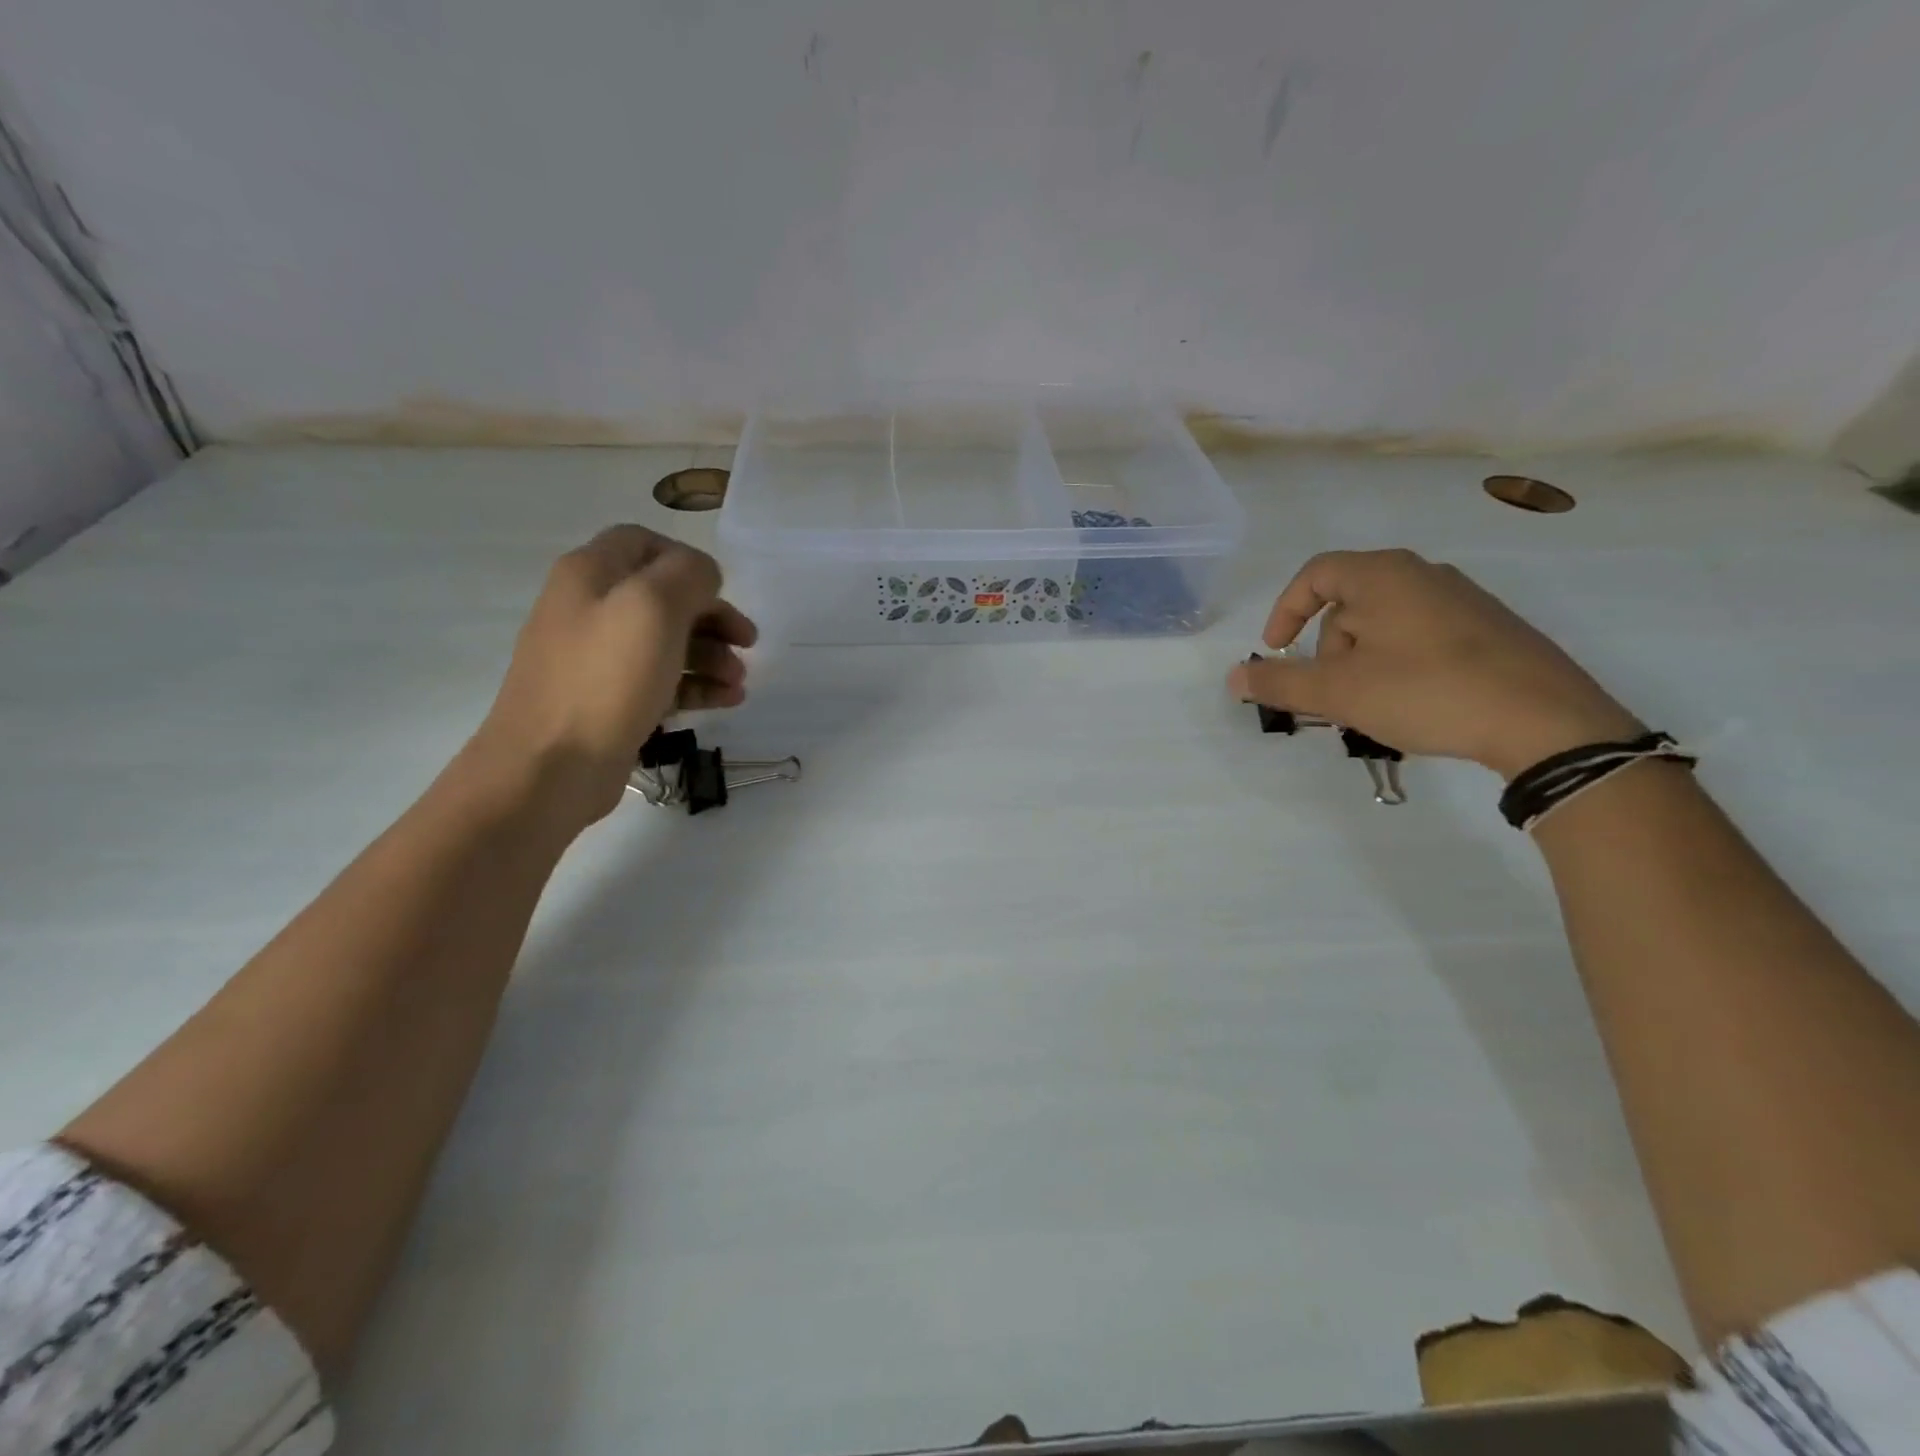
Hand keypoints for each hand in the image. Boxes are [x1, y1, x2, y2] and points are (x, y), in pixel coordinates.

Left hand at [470, 526, 756, 830]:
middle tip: (748, 642)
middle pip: (662, 597)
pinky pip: (661, 681)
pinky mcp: (609, 701)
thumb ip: (688, 575)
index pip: (643, 543)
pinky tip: (726, 701)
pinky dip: (696, 686)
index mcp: (591, 575)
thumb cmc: (605, 679)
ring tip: (739, 682)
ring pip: (666, 643)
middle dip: (711, 616)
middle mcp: (589, 609)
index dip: (688, 561)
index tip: (723, 592)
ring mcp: (597, 659)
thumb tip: (704, 576)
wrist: (550, 767)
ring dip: (711, 656)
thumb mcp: (653, 608)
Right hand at [1226, 549, 1641, 778]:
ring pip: (1385, 622)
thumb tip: (1235, 677)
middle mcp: (1424, 574)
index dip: (1285, 612)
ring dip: (1362, 660)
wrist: (1545, 720)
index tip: (1278, 652)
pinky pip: (1421, 635)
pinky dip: (1399, 663)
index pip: (1314, 575)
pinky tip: (1413, 702)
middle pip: (1349, 602)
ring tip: (1373, 704)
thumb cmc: (1425, 692)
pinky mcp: (1490, 628)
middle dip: (1328, 648)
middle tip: (1333, 693)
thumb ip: (1280, 683)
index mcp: (1383, 575)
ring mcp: (1463, 599)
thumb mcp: (1338, 692)